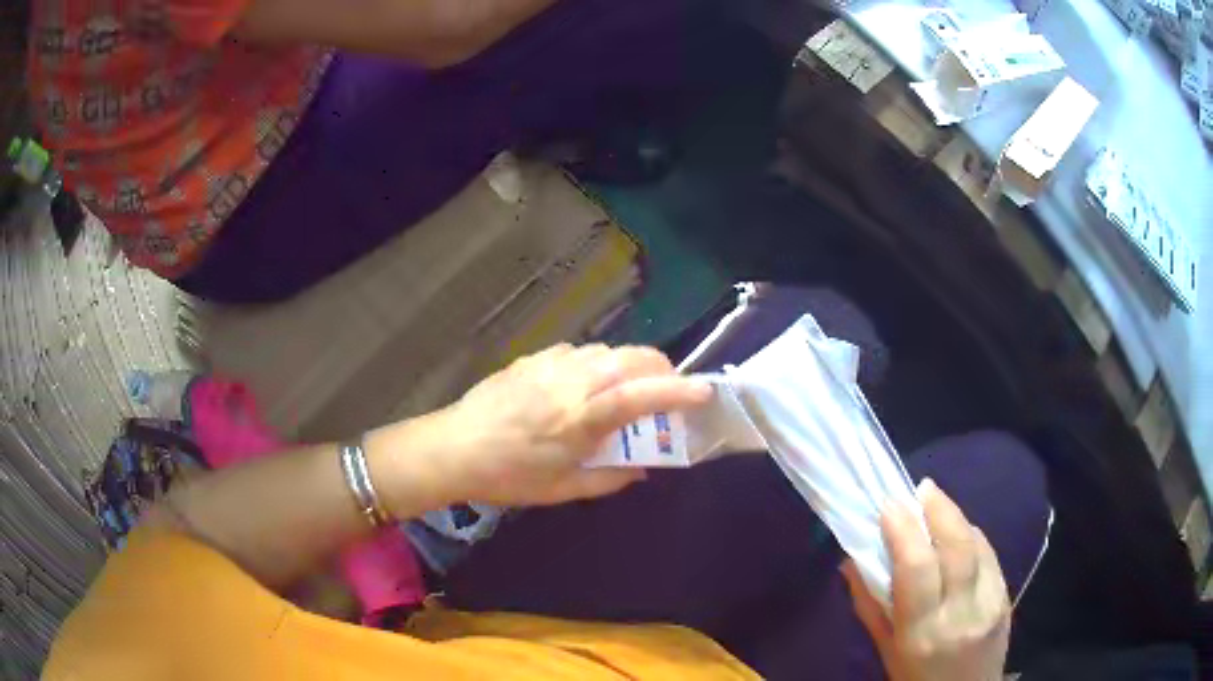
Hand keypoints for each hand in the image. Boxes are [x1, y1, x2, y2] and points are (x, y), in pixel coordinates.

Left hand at [399, 343, 711, 507]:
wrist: (454, 447)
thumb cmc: (509, 476)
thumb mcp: (564, 488)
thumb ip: (611, 477)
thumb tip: (645, 467)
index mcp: (580, 418)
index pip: (640, 395)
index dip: (677, 391)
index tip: (705, 391)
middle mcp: (571, 381)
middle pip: (632, 358)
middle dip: (662, 369)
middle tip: (669, 391)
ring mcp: (551, 363)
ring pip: (608, 350)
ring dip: (631, 364)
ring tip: (629, 389)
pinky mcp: (534, 357)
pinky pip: (581, 352)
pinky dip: (599, 363)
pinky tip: (586, 385)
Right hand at [842, 479, 1010, 680]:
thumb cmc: (916, 680)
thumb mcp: (886, 653)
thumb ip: (871, 607)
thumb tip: (851, 562)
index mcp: (922, 633)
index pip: (917, 569)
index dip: (904, 530)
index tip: (889, 505)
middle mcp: (961, 614)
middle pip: (957, 547)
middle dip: (939, 509)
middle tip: (921, 488)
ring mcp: (991, 603)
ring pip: (977, 546)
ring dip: (956, 517)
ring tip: (937, 503)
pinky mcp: (1007, 597)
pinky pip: (990, 556)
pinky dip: (972, 537)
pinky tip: (960, 532)